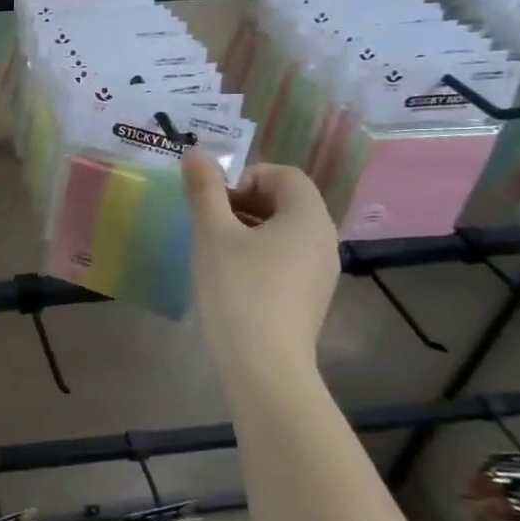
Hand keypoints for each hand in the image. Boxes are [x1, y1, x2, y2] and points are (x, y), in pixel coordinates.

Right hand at [182, 153, 339, 379]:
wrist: (264, 366)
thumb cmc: (238, 289)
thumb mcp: (212, 233)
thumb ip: (204, 189)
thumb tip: (195, 153)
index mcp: (308, 217)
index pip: (285, 174)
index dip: (247, 176)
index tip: (216, 201)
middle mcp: (324, 239)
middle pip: (286, 201)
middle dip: (245, 201)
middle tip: (210, 222)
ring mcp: (321, 272)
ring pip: (285, 231)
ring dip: (249, 228)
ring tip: (215, 250)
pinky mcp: (311, 297)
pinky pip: (287, 258)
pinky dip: (260, 254)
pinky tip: (232, 278)